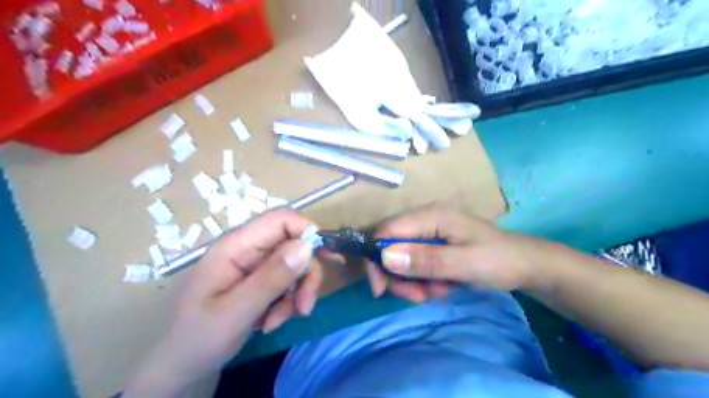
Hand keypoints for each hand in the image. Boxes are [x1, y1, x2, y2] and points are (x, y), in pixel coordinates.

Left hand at [123, 210, 320, 396]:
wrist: (181, 365)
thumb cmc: (198, 337)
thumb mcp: (235, 311)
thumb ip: (271, 278)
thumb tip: (307, 247)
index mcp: (235, 246)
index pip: (280, 220)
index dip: (307, 231)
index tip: (327, 258)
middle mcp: (247, 249)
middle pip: (293, 244)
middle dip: (305, 274)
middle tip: (305, 306)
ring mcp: (254, 265)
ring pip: (294, 265)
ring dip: (295, 293)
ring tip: (277, 321)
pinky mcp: (259, 280)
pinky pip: (286, 282)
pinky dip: (287, 302)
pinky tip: (270, 322)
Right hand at [365, 205, 537, 300]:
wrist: (526, 265)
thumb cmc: (499, 260)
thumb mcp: (465, 263)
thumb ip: (426, 260)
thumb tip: (384, 256)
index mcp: (431, 215)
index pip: (387, 230)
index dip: (376, 257)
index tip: (380, 288)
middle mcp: (425, 219)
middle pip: (391, 245)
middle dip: (398, 275)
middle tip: (417, 296)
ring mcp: (430, 232)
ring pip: (402, 258)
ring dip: (413, 281)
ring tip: (436, 292)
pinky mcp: (435, 245)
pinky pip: (415, 263)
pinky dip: (423, 279)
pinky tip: (441, 287)